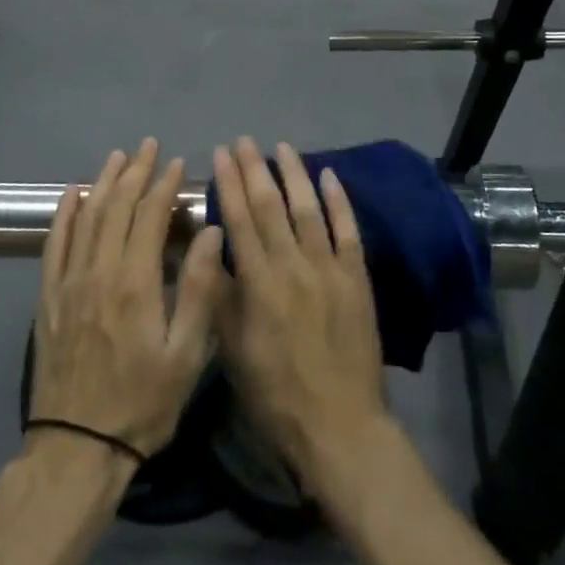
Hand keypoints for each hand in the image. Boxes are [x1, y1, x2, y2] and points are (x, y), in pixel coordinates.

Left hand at [27, 140, 225, 459]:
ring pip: (86, 217)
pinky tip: (72, 194)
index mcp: (136, 282)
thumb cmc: (142, 403)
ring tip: (117, 156)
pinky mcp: (49, 299)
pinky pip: (54, 244)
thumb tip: (210, 231)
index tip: (176, 162)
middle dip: (135, 171)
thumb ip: (199, 289)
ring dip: (103, 183)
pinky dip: (64, 214)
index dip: (164, 184)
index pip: (149, 216)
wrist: (76, 449)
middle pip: (116, 206)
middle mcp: (99, 271)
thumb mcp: (187, 354)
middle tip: (148, 145)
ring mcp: (69, 283)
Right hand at [211, 138, 389, 499]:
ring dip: (294, 174)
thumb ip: (220, 296)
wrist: (340, 425)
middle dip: (255, 169)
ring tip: (281, 147)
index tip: (220, 154)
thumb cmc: (276, 393)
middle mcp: (294, 266)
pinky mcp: (357, 277)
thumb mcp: (233, 350)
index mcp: (260, 284)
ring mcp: (329, 269)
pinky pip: (347, 230)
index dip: (229, 184)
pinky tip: (329, 176)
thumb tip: (207, 247)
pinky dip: (339, 200)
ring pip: (308, 209)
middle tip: (244, 140)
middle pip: (272, 206)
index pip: (241, 220)